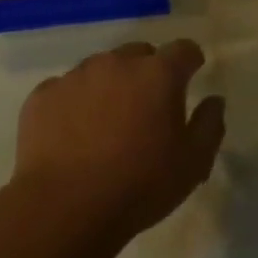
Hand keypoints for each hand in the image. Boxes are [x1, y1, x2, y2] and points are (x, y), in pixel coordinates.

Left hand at [13, 39, 225, 242]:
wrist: (64, 208)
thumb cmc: (140, 185)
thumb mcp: (193, 163)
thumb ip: (210, 125)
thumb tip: (214, 100)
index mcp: (158, 74)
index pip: (183, 50)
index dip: (190, 61)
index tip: (191, 75)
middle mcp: (116, 64)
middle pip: (139, 54)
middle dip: (148, 72)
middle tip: (148, 106)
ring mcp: (75, 77)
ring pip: (100, 68)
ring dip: (110, 85)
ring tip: (107, 122)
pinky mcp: (42, 96)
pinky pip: (65, 89)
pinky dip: (74, 103)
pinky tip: (73, 133)